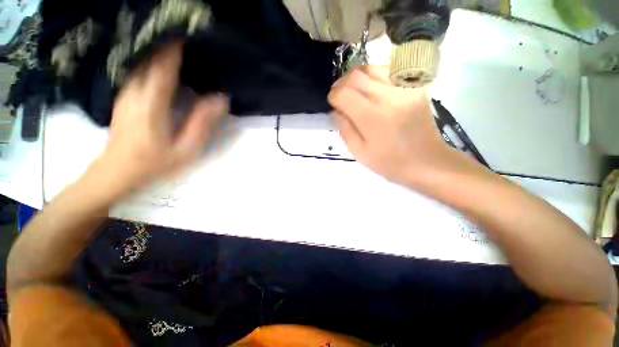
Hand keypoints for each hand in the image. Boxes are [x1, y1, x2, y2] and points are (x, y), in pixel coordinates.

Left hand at [94, 42, 227, 197]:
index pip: (164, 65)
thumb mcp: (186, 148)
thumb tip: (220, 99)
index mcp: (152, 103)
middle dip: (170, 48)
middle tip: (191, 45)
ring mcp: (126, 92)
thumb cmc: (154, 163)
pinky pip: (139, 72)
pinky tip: (165, 67)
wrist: (116, 172)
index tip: (191, 37)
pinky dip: (153, 64)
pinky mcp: (124, 96)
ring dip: (161, 54)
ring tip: (182, 53)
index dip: (176, 48)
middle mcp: (135, 91)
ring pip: (144, 63)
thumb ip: (202, 123)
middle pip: (152, 59)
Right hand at [328, 66, 457, 187]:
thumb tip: (335, 110)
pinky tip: (373, 90)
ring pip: (372, 68)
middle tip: (340, 96)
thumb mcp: (359, 153)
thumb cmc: (390, 163)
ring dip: (357, 78)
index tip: (333, 103)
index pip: (343, 93)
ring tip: (354, 91)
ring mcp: (404, 88)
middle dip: (342, 84)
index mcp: (372, 118)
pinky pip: (389, 71)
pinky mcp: (416, 87)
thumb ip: (344, 129)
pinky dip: (374, 77)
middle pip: (356, 76)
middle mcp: (388, 97)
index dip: (333, 96)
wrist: (427, 162)